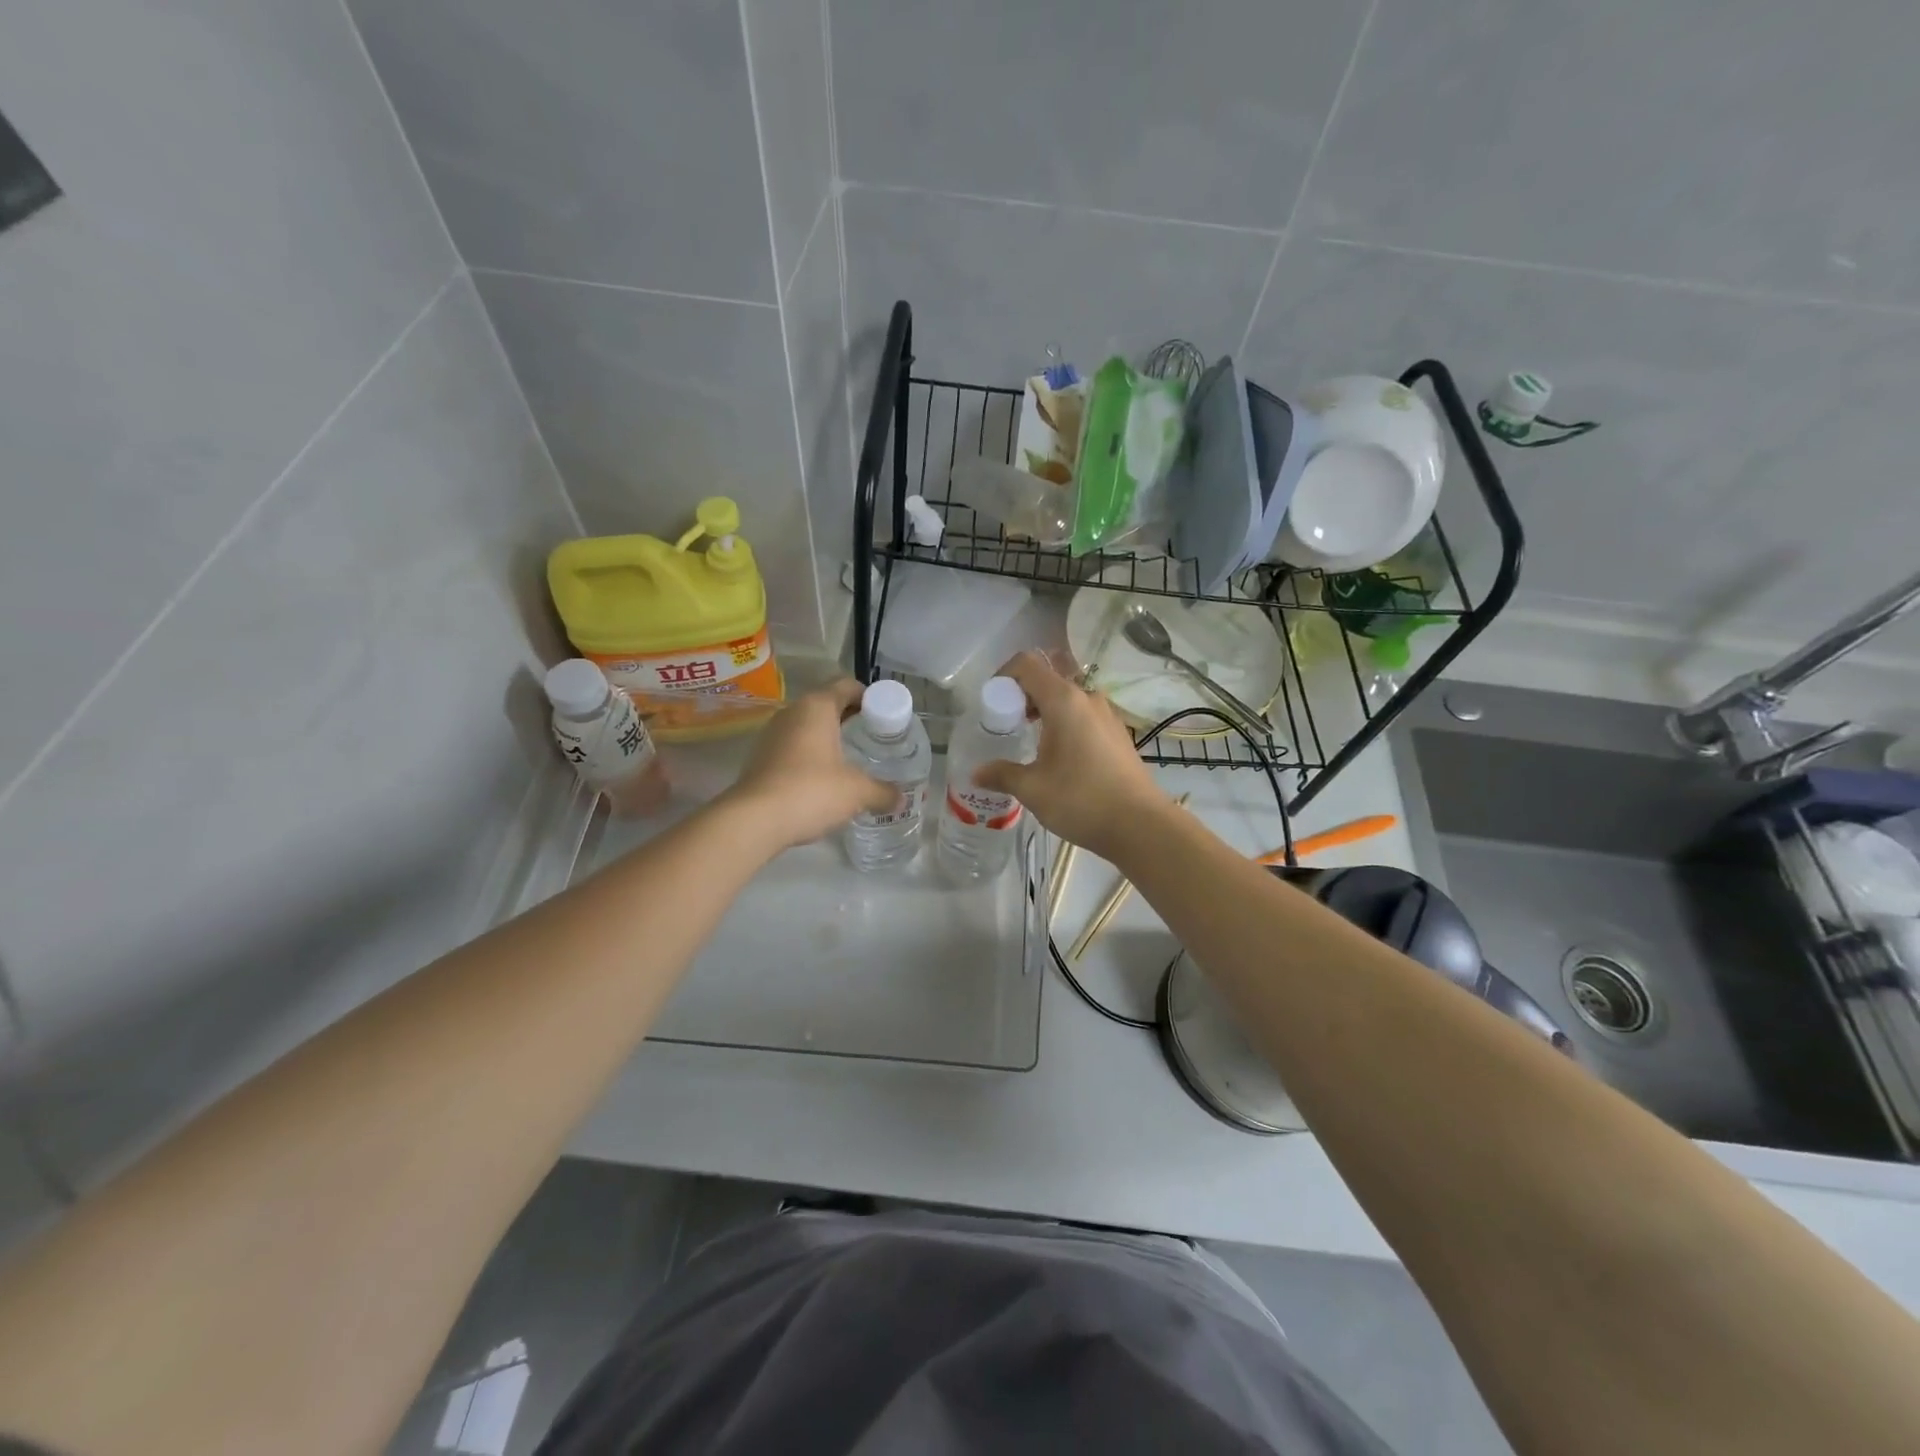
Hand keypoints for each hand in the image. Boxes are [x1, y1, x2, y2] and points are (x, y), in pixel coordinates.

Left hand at [722, 680, 897, 850]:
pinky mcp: (761, 756)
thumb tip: (901, 799)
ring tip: (851, 759)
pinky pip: (794, 746)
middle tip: (874, 739)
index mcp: (818, 706)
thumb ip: (883, 792)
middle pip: (828, 704)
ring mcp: (773, 733)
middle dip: (852, 719)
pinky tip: (824, 778)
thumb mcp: (857, 792)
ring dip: (829, 737)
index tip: (885, 718)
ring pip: (809, 726)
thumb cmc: (811, 791)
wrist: (754, 819)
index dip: (870, 698)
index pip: (848, 685)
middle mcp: (793, 711)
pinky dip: (811, 754)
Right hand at [973, 652, 1169, 860]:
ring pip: (1068, 697)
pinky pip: (1083, 714)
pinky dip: (1065, 722)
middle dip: (1023, 695)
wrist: (1140, 825)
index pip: (1028, 664)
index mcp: (1064, 700)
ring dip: (1045, 710)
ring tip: (1031, 741)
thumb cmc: (1081, 800)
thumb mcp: (1033, 789)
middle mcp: (1087, 698)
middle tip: (1008, 724)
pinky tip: (1059, 756)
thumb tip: (976, 773)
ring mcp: (1107, 714)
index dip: (1004, 675)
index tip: (993, 703)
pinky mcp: (1118, 732)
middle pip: (1048, 678)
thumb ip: (1002, 774)